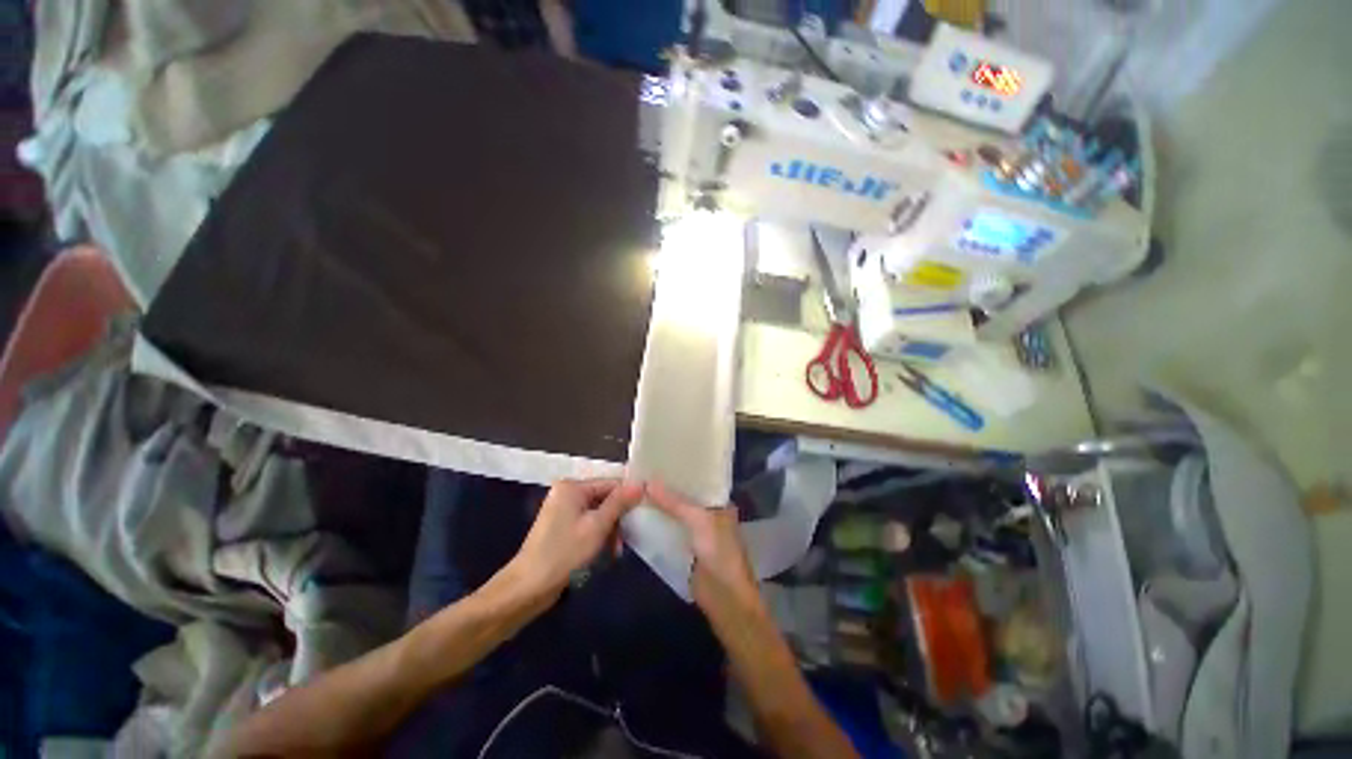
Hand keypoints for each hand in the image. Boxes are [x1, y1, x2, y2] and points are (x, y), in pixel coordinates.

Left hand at [508, 478, 643, 601]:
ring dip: (610, 530)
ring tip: (615, 551)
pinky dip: (598, 535)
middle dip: (617, 519)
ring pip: (598, 513)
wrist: (528, 588)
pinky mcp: (562, 526)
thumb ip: (619, 503)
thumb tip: (640, 483)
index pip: (610, 483)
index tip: (643, 513)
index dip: (628, 497)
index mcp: (572, 486)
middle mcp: (567, 492)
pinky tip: (605, 552)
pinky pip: (588, 523)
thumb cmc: (564, 553)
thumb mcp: (597, 526)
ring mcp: (563, 509)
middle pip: (605, 498)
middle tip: (626, 540)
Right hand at [645, 481, 764, 628]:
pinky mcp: (684, 549)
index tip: (657, 460)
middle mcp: (708, 513)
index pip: (697, 480)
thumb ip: (675, 503)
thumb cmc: (720, 553)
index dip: (679, 471)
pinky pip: (668, 531)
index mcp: (719, 502)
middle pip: (683, 497)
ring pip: (674, 514)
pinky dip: (655, 524)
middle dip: (665, 488)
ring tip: (634, 489)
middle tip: (639, 473)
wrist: (725, 600)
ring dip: (658, 506)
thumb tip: (648, 482)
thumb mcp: (699, 521)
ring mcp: (695, 532)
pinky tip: (637, 515)